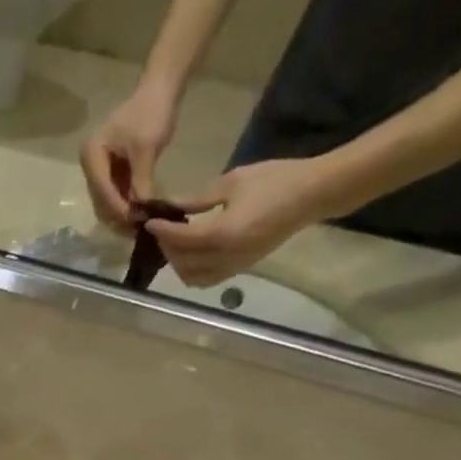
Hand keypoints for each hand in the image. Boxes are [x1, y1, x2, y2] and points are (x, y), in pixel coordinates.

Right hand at [80, 83, 179, 232]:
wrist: (160, 90)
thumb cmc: (151, 113)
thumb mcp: (146, 149)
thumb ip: (141, 181)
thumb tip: (141, 212)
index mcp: (92, 155)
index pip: (102, 190)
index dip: (118, 208)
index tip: (136, 222)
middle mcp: (90, 164)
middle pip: (101, 200)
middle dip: (119, 215)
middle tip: (138, 230)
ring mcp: (99, 168)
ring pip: (107, 201)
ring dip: (122, 214)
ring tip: (140, 225)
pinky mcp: (110, 171)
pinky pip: (115, 194)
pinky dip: (127, 204)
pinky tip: (140, 213)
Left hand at [147, 157, 337, 286]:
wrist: (312, 195)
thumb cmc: (275, 180)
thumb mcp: (233, 182)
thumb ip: (198, 199)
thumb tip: (171, 206)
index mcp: (222, 234)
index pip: (181, 239)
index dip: (161, 231)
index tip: (148, 221)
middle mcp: (224, 257)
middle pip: (182, 262)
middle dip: (167, 248)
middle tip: (161, 230)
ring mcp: (233, 266)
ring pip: (192, 277)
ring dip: (178, 263)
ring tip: (175, 242)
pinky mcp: (240, 269)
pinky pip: (207, 279)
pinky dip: (192, 272)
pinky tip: (191, 253)